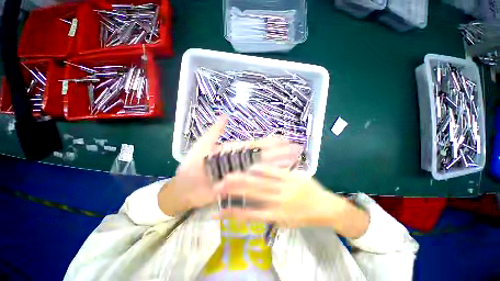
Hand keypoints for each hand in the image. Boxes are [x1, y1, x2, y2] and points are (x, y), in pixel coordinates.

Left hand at [158, 115, 302, 215]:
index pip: (256, 145)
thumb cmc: (192, 166)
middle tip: (297, 148)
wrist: (185, 188)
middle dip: (281, 152)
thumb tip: (226, 116)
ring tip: (294, 159)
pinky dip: (268, 178)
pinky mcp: (241, 186)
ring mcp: (242, 174)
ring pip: (264, 167)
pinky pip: (257, 181)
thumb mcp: (203, 145)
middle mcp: (242, 161)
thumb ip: (215, 131)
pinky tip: (280, 175)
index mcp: (235, 151)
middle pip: (264, 155)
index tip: (284, 139)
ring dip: (279, 163)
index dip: (270, 142)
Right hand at [216, 166, 368, 237]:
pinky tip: (251, 165)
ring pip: (260, 181)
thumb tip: (252, 207)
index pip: (249, 215)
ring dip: (244, 178)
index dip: (232, 214)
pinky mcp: (291, 175)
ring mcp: (285, 186)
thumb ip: (269, 214)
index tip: (217, 212)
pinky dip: (261, 168)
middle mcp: (279, 201)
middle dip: (234, 190)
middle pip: (252, 194)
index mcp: (277, 216)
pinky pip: (273, 171)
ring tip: (230, 174)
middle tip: (219, 185)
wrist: (328, 207)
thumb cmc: (305, 217)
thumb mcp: (286, 222)